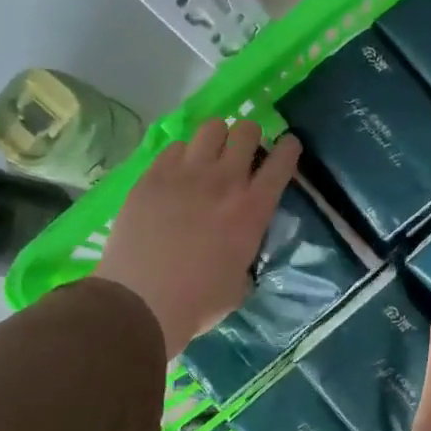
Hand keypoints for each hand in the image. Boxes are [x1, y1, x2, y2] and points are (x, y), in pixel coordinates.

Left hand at [94, 121, 299, 359]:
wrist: (141, 302)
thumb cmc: (199, 301)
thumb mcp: (241, 279)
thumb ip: (246, 249)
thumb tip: (241, 242)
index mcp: (253, 210)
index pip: (282, 162)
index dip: (289, 148)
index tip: (287, 147)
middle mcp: (224, 181)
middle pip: (246, 131)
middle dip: (249, 137)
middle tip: (242, 153)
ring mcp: (186, 174)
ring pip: (211, 128)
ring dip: (216, 139)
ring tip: (209, 156)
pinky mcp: (152, 176)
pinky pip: (174, 147)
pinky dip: (182, 155)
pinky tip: (177, 173)